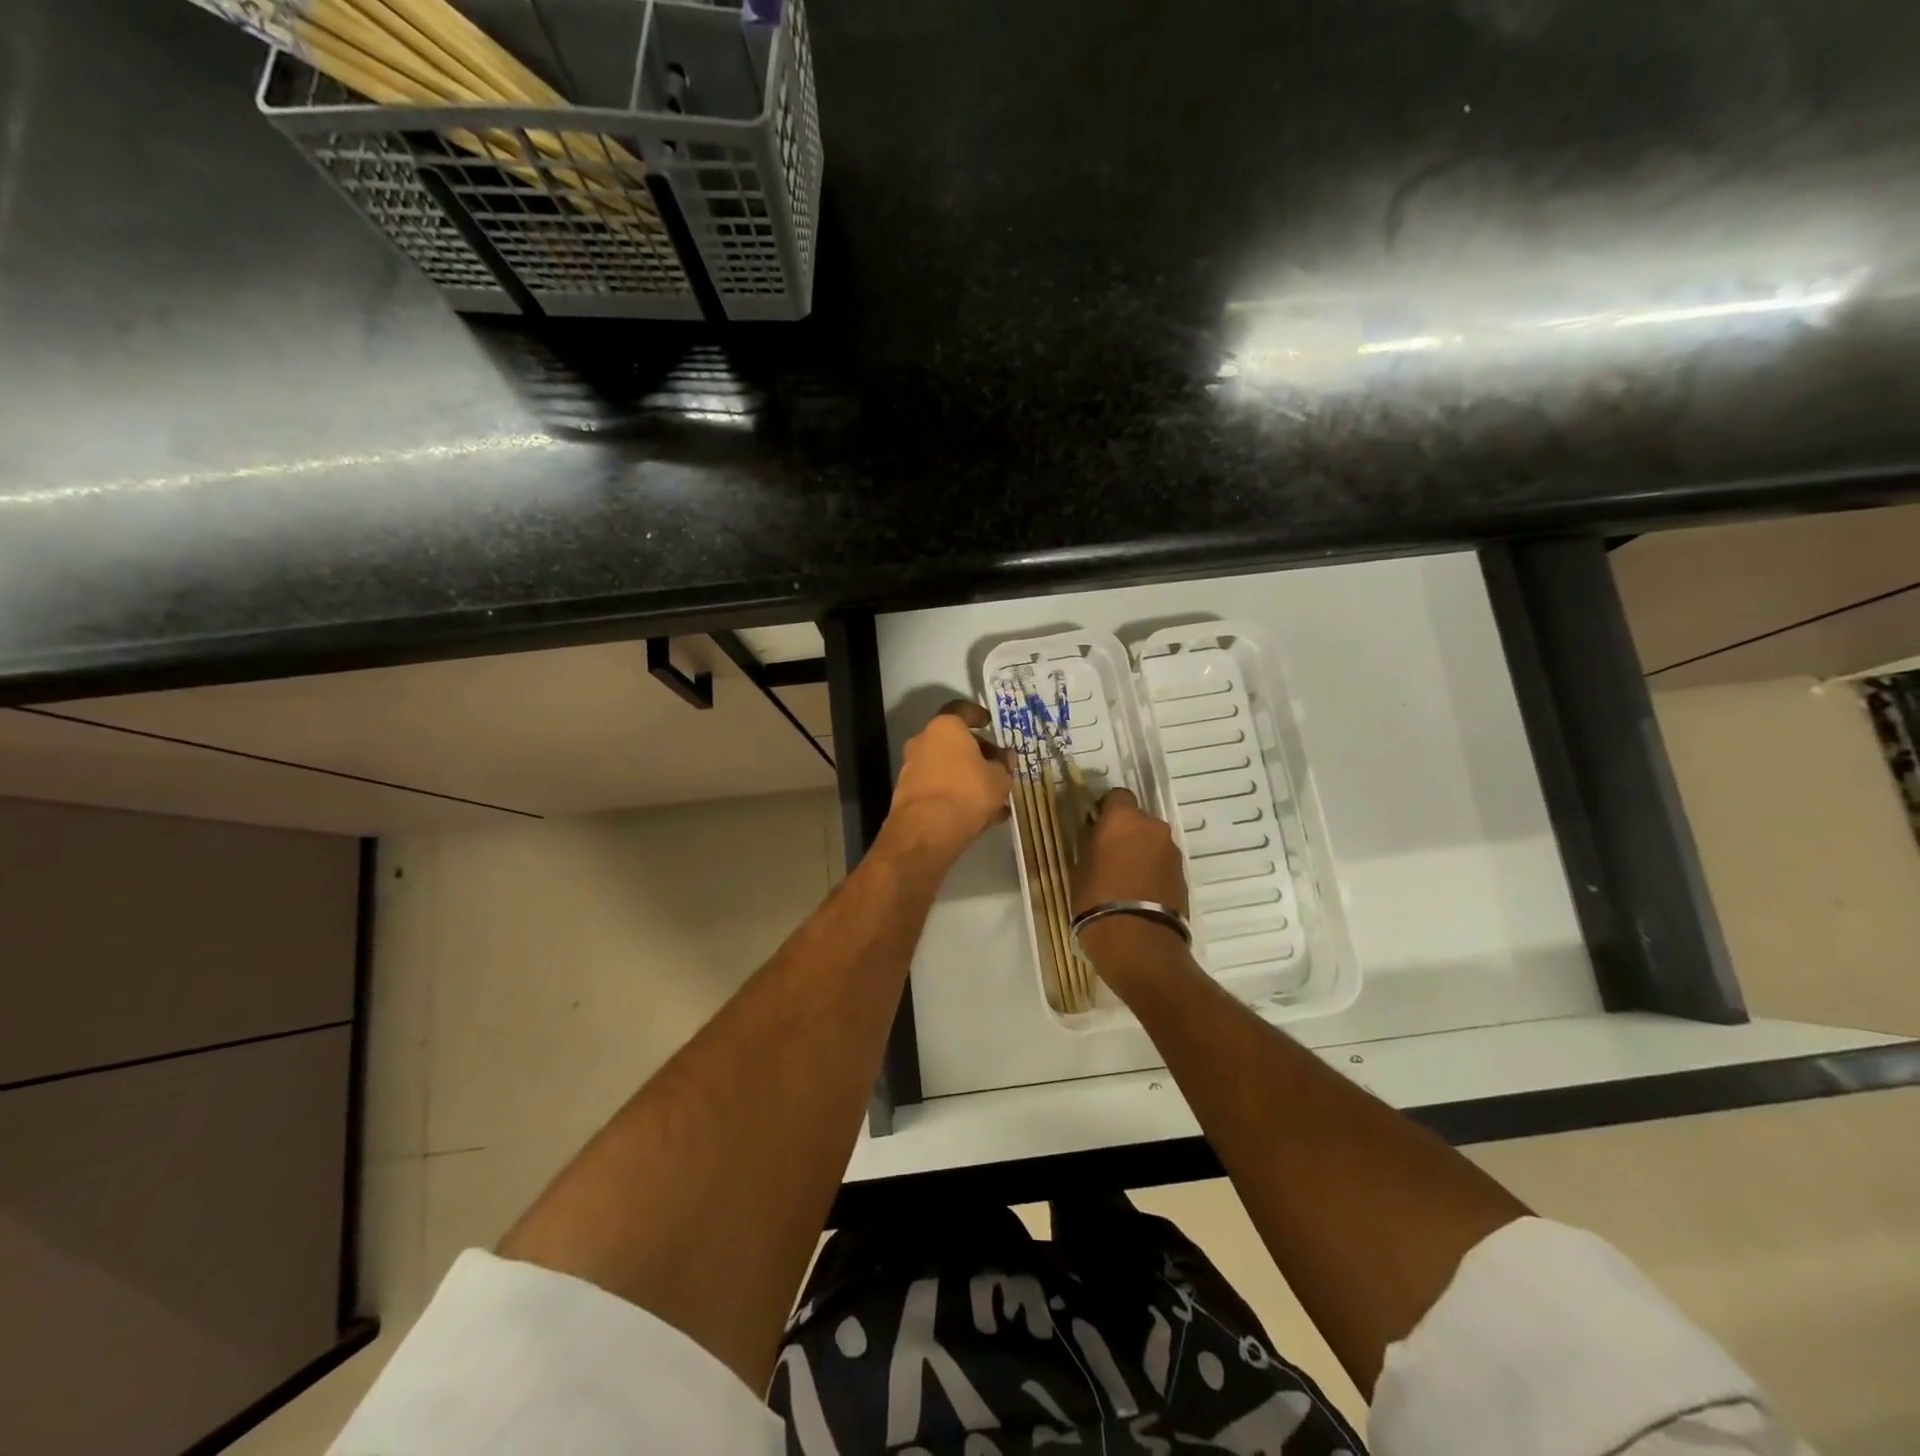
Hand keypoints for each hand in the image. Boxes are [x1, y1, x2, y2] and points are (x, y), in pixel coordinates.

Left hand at [885, 701, 1011, 860]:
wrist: (926, 831)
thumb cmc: (968, 792)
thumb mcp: (999, 778)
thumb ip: (1003, 765)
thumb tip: (1005, 758)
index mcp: (945, 727)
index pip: (962, 710)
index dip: (978, 715)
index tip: (990, 723)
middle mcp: (923, 741)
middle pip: (953, 741)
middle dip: (976, 752)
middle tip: (997, 765)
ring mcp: (912, 768)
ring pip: (946, 766)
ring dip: (966, 776)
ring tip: (993, 796)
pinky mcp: (908, 794)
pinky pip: (938, 788)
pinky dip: (955, 795)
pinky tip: (978, 815)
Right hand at [1073, 788, 1189, 917]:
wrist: (1137, 941)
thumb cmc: (1097, 898)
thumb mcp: (1080, 866)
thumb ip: (1090, 841)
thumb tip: (1094, 829)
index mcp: (1124, 818)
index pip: (1117, 796)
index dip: (1106, 809)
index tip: (1095, 827)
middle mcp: (1153, 827)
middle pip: (1138, 820)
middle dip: (1125, 832)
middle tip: (1109, 855)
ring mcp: (1172, 851)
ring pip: (1152, 842)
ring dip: (1141, 852)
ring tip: (1125, 879)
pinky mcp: (1183, 875)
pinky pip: (1163, 863)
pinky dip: (1153, 871)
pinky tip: (1140, 893)